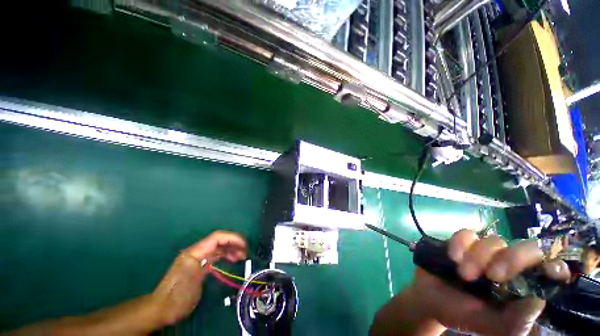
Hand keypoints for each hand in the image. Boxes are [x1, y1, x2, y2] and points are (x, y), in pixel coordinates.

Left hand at [151, 231, 247, 325]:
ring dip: (232, 249)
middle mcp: (198, 251)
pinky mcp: (201, 264)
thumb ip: (207, 263)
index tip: (244, 245)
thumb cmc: (177, 296)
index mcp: (195, 251)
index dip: (232, 238)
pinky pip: (217, 255)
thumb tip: (222, 253)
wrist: (162, 308)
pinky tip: (233, 259)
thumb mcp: (193, 280)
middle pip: (220, 240)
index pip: (217, 237)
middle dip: (234, 243)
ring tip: (242, 256)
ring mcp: (199, 257)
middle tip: (246, 251)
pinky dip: (227, 255)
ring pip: (219, 247)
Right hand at [371, 230, 570, 335]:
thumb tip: (539, 300)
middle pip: (526, 247)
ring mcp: (485, 252)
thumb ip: (515, 321)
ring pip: (494, 240)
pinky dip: (459, 244)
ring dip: (478, 257)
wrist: (429, 298)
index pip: (548, 269)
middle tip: (492, 276)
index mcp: (522, 287)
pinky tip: (452, 257)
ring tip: (463, 274)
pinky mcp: (462, 243)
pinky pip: (466, 234)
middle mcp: (509, 266)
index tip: (550, 270)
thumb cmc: (462, 315)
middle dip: (511, 259)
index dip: (554, 265)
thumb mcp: (490, 325)